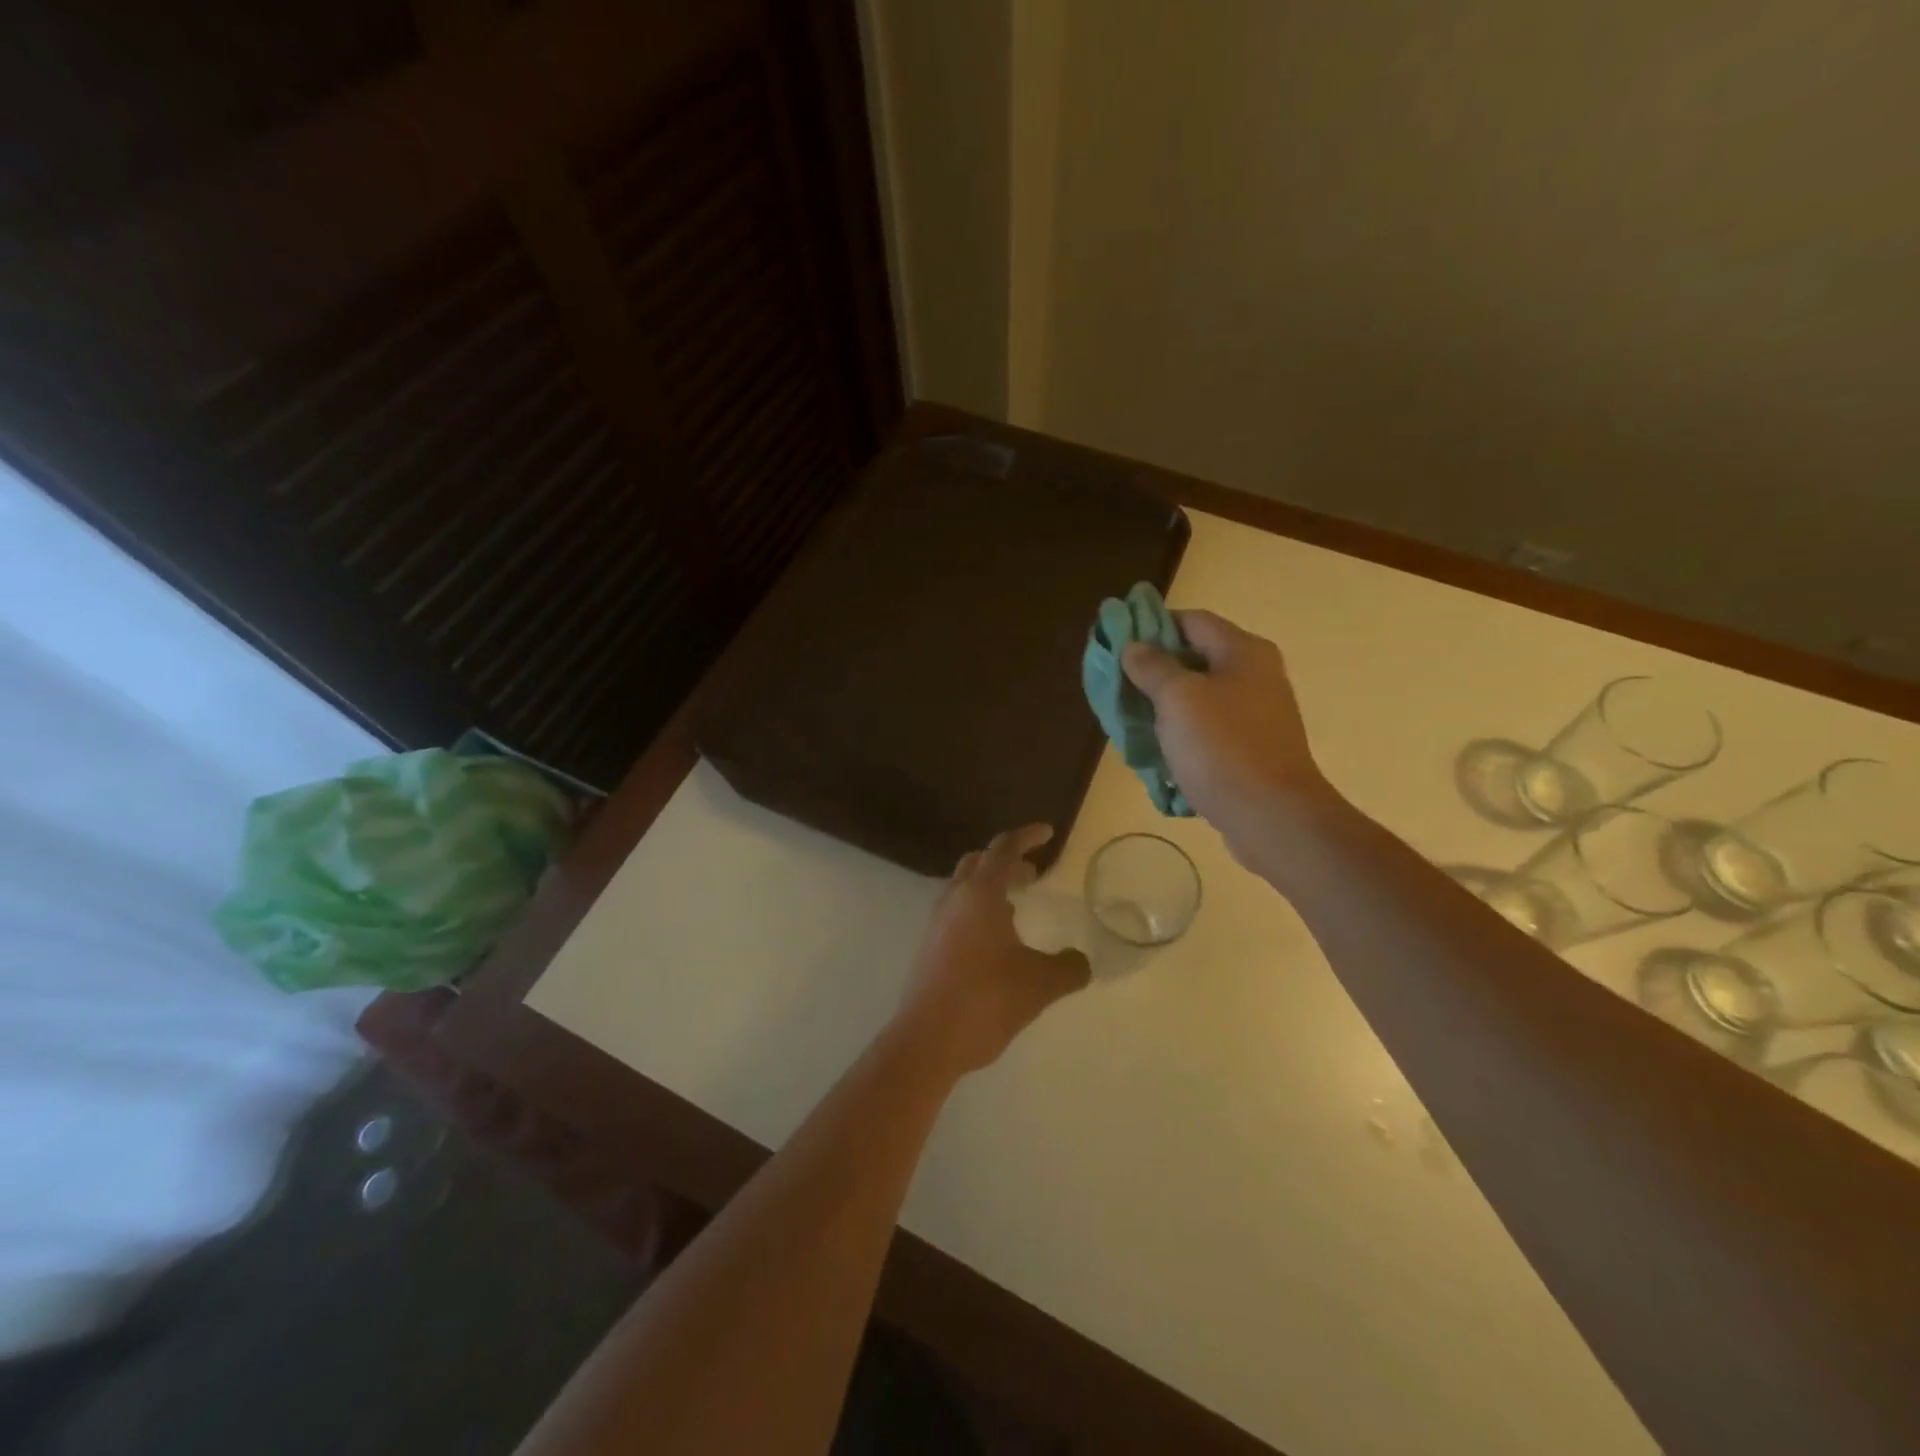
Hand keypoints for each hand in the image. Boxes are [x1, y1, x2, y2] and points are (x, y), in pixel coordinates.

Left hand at [893, 825, 1090, 1077]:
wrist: (928, 1040)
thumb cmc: (986, 1000)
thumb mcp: (1040, 984)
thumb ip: (1068, 968)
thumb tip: (1080, 962)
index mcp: (980, 894)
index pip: (1003, 849)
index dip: (1026, 836)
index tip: (1047, 832)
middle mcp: (954, 900)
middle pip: (979, 862)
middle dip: (1007, 861)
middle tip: (1032, 874)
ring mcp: (937, 923)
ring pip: (964, 887)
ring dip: (991, 887)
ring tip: (1016, 906)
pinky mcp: (929, 947)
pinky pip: (956, 912)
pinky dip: (978, 910)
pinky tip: (995, 940)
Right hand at [1120, 611, 1334, 856]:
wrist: (1272, 818)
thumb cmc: (1223, 748)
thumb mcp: (1178, 699)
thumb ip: (1152, 667)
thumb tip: (1135, 646)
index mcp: (1243, 652)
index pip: (1191, 621)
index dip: (1151, 626)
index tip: (1116, 645)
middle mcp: (1254, 676)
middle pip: (1194, 659)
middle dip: (1152, 672)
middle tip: (1117, 688)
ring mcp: (1255, 715)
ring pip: (1198, 699)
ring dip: (1162, 708)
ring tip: (1128, 723)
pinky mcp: (1249, 749)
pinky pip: (1207, 731)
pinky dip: (1180, 736)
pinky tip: (1155, 753)